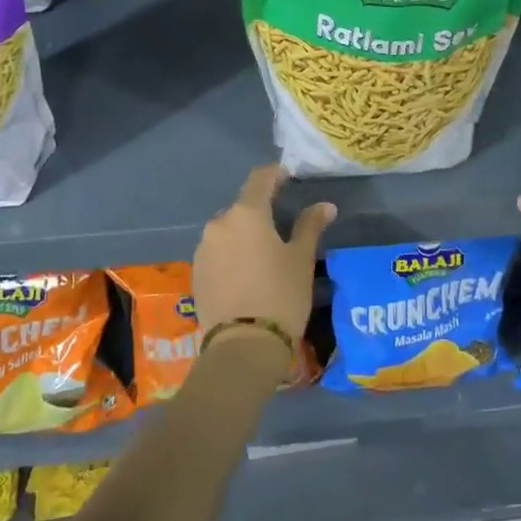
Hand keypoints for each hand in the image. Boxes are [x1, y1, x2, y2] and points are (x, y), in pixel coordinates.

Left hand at [193, 166, 333, 358]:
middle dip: (261, 212)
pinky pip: (217, 253)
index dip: (276, 174)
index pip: (260, 179)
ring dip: (244, 235)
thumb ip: (310, 226)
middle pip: (242, 208)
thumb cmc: (281, 295)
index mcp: (246, 214)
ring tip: (264, 256)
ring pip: (228, 232)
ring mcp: (203, 249)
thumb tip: (325, 206)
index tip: (289, 176)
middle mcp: (218, 224)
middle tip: (282, 227)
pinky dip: (232, 255)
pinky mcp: (195, 273)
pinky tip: (246, 275)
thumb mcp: (301, 259)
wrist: (243, 346)